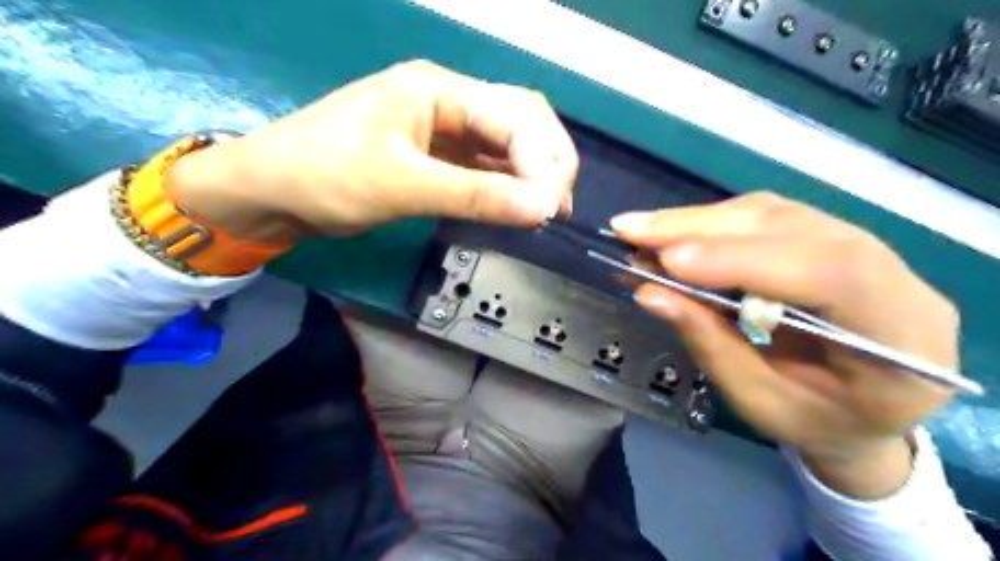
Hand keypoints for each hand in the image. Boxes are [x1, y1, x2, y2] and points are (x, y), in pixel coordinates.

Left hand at [170, 60, 579, 240]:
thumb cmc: (326, 176)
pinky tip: (519, 205)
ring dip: (533, 172)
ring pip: (507, 141)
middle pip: (521, 118)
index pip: (514, 116)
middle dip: (548, 160)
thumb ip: (474, 195)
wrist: (273, 189)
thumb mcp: (401, 185)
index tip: (549, 209)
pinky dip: (508, 183)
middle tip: (559, 206)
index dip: (540, 162)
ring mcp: (444, 126)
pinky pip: (486, 163)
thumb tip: (539, 209)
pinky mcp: (438, 153)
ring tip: (548, 209)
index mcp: (438, 89)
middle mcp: (448, 99)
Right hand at [614, 193, 956, 499]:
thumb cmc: (818, 420)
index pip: (827, 273)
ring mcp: (861, 245)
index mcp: (901, 332)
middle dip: (701, 229)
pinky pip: (763, 216)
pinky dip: (709, 224)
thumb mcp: (761, 401)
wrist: (863, 409)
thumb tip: (650, 294)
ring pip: (772, 213)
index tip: (667, 262)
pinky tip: (672, 235)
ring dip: (698, 221)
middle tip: (631, 231)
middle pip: (792, 227)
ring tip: (641, 233)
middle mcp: (892, 272)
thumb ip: (710, 344)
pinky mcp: (823, 237)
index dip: (742, 261)